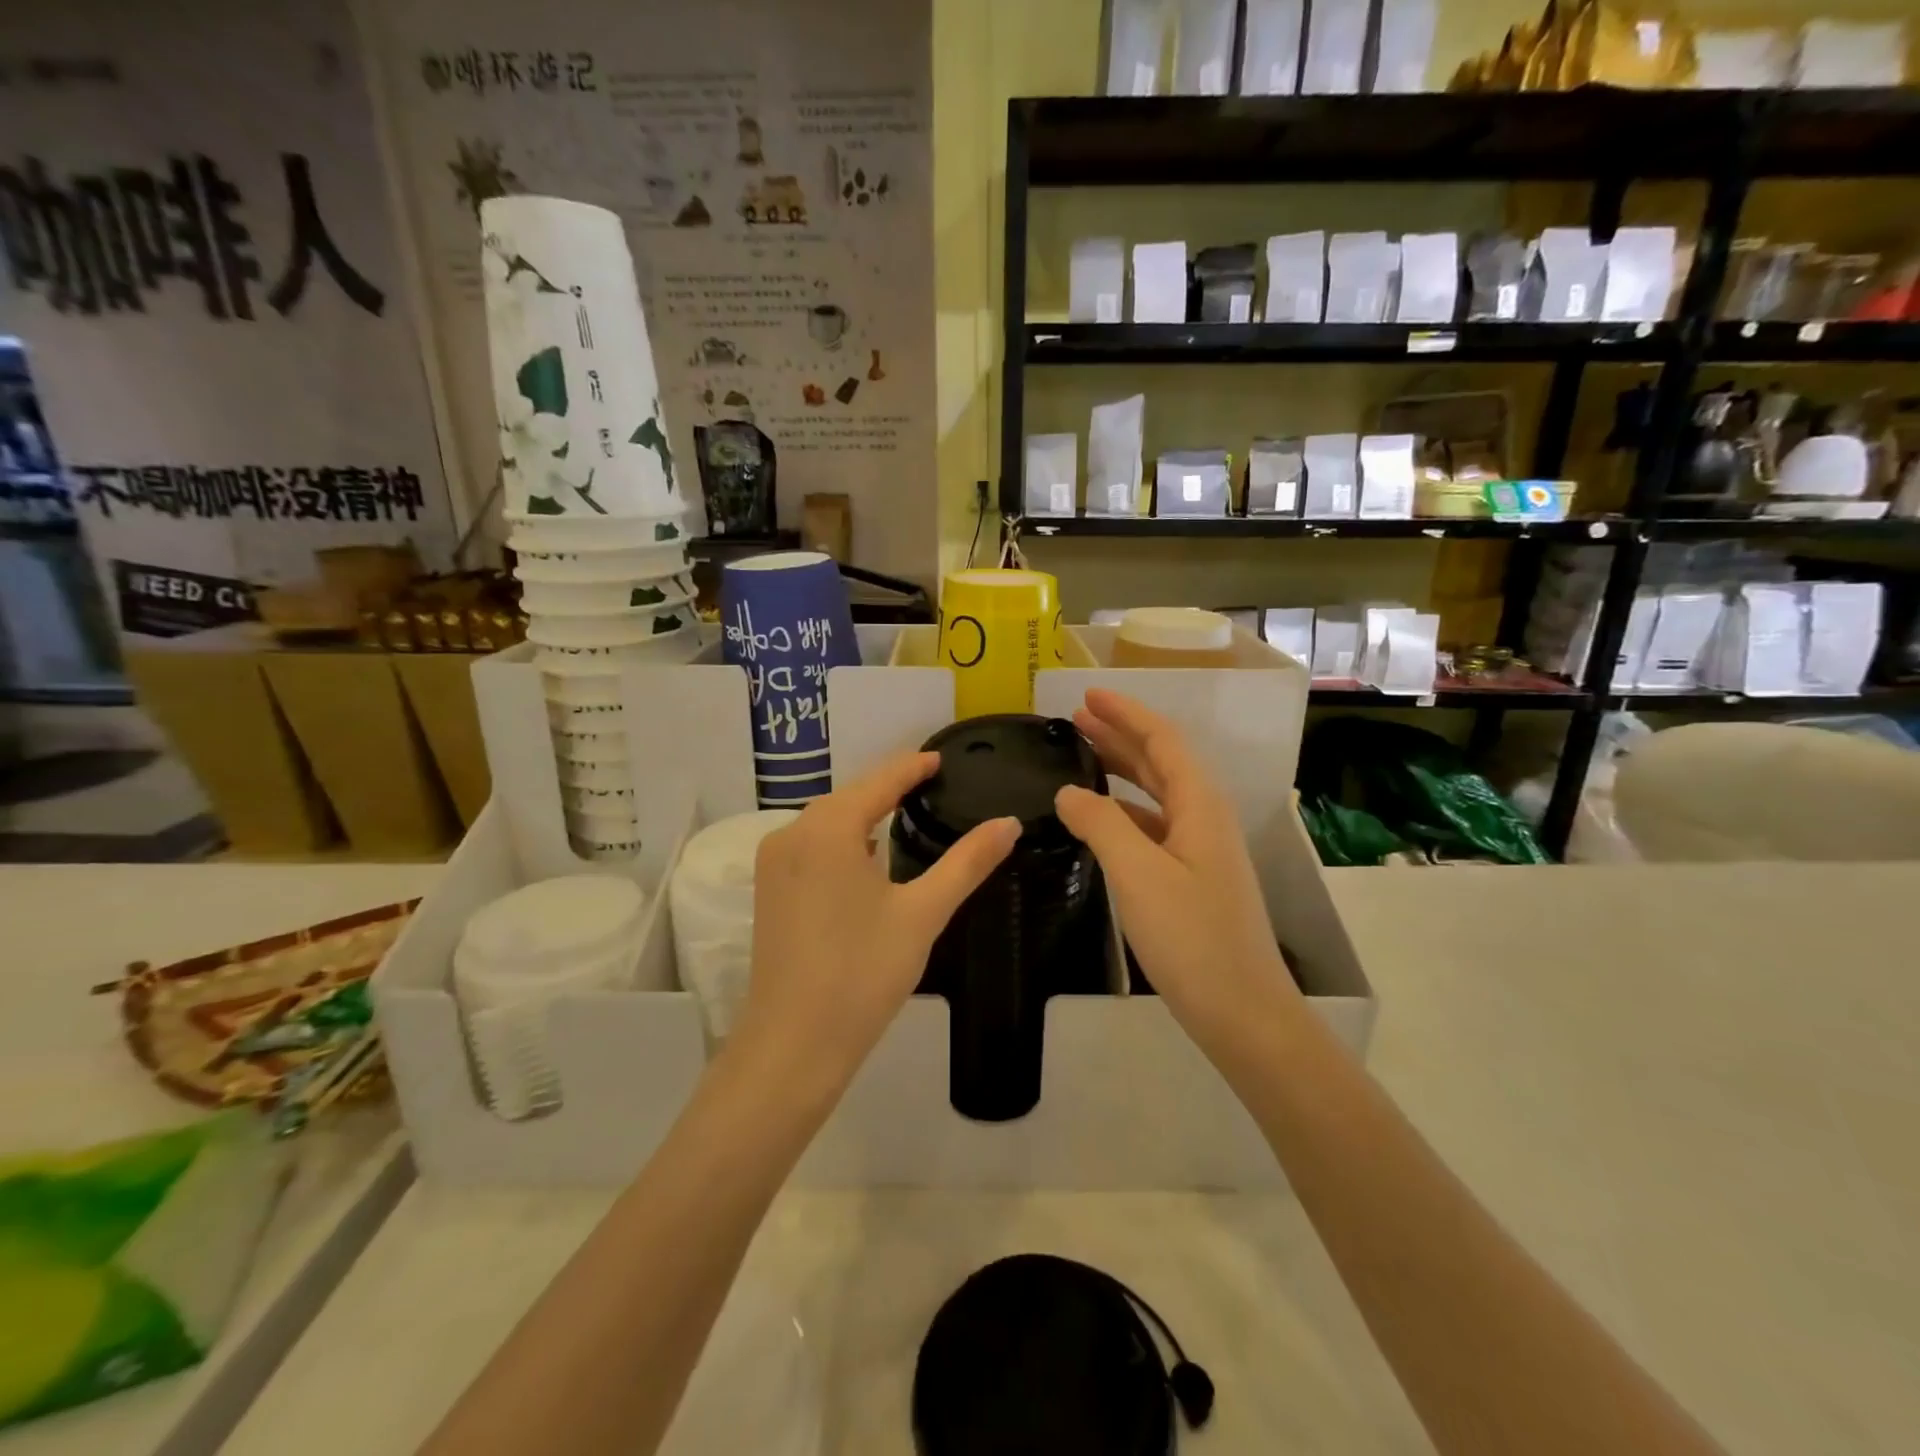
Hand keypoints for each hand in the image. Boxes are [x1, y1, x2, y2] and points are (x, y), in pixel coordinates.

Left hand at [730, 751, 1020, 1101]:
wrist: (793, 1046)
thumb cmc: (862, 974)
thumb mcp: (923, 913)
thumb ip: (967, 862)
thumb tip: (1009, 822)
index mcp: (827, 828)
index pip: (880, 781)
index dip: (913, 766)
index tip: (942, 758)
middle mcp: (792, 833)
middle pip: (850, 796)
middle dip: (889, 787)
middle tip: (934, 783)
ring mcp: (774, 863)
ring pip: (828, 821)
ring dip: (865, 813)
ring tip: (908, 810)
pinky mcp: (769, 890)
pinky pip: (812, 846)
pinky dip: (844, 839)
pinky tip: (868, 853)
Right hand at [1054, 689, 1301, 1046]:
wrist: (1243, 1012)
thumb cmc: (1192, 937)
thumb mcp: (1138, 873)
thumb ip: (1100, 823)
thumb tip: (1068, 791)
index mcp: (1199, 804)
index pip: (1161, 739)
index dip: (1125, 713)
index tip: (1086, 696)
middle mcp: (1203, 817)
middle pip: (1159, 761)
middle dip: (1118, 736)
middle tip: (1074, 722)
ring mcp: (1200, 849)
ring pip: (1155, 794)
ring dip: (1120, 771)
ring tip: (1080, 759)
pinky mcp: (1191, 877)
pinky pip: (1153, 826)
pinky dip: (1122, 812)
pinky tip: (1097, 819)